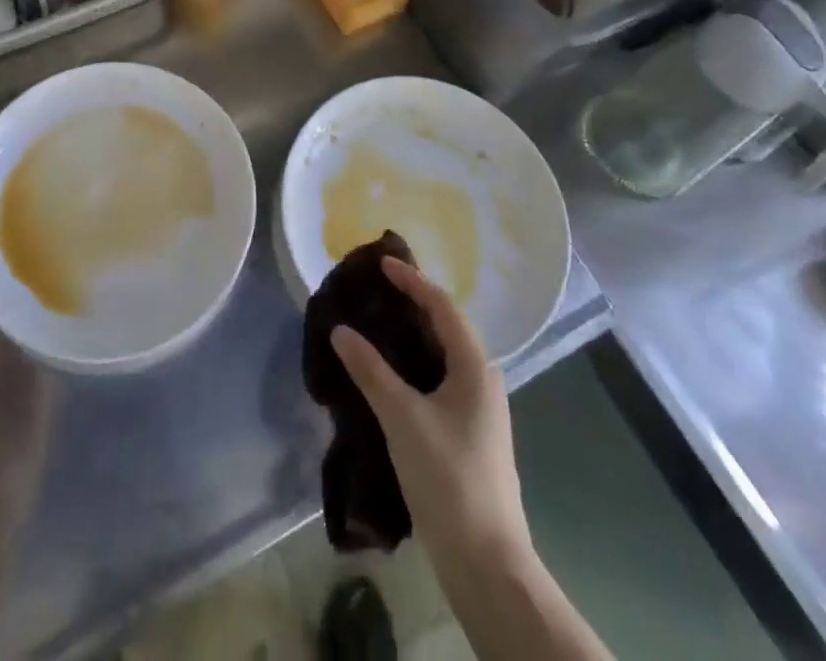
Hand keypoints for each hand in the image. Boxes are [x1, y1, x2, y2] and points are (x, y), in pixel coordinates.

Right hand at [330, 257, 530, 563]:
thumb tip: (340, 329)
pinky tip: (391, 376)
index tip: (382, 263)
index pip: (442, 306)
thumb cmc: (447, 477)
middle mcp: (483, 380)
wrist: (486, 561)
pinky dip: (416, 365)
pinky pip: (441, 380)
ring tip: (378, 326)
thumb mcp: (402, 418)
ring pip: (443, 356)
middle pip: (447, 326)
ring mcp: (480, 410)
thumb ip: (370, 370)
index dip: (412, 280)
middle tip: (376, 291)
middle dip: (413, 304)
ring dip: (414, 336)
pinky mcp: (470, 434)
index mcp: (475, 367)